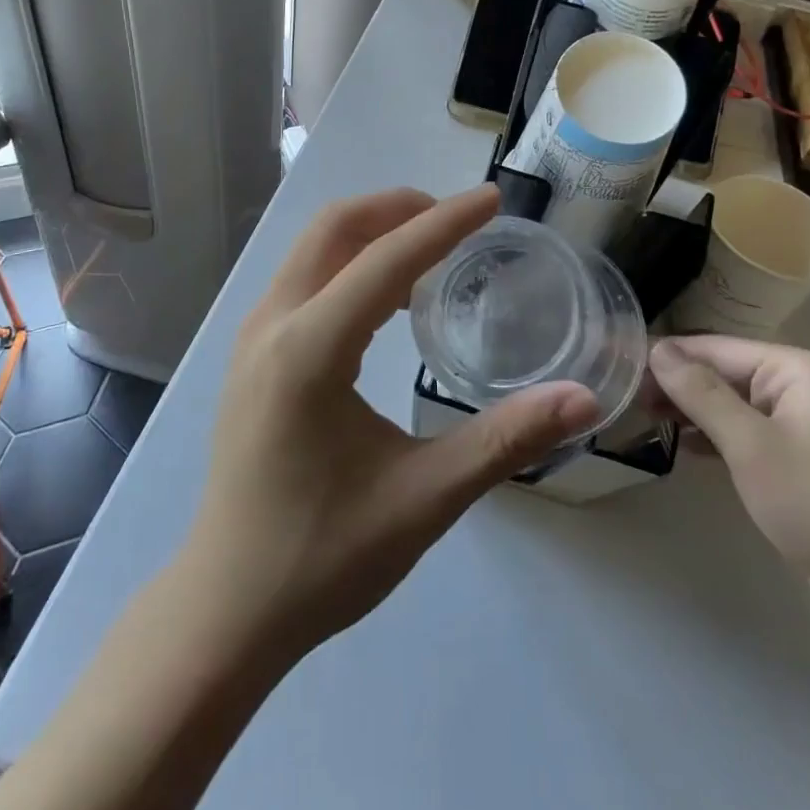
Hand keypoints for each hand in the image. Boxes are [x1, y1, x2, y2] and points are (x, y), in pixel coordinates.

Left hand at [180, 186, 600, 650]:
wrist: (226, 610)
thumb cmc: (322, 557)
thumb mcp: (424, 499)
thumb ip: (504, 441)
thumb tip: (583, 399)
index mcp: (308, 351)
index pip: (385, 260)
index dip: (444, 223)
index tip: (492, 198)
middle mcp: (272, 325)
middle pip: (335, 228)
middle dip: (399, 209)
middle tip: (459, 219)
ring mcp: (253, 337)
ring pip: (314, 248)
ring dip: (373, 232)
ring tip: (432, 248)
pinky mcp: (252, 355)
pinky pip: (305, 278)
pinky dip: (350, 263)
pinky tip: (387, 298)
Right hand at [647, 336, 809, 620]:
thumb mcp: (751, 445)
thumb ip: (700, 393)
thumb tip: (657, 348)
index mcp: (796, 368)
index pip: (715, 347)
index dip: (667, 356)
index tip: (618, 367)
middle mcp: (802, 386)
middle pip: (724, 372)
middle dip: (677, 384)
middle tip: (627, 399)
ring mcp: (806, 424)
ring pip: (734, 403)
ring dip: (693, 410)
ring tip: (645, 419)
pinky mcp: (805, 459)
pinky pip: (750, 431)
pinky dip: (717, 435)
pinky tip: (686, 446)